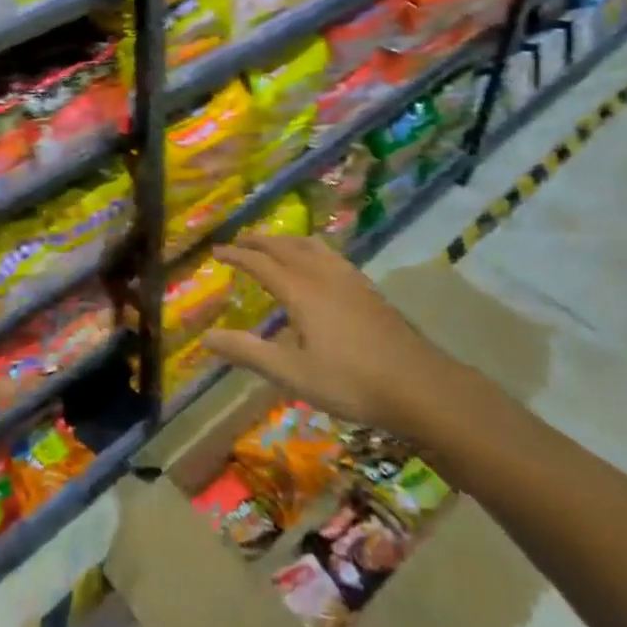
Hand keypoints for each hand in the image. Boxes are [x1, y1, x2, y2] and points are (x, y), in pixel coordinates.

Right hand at [203, 234, 461, 440]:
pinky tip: (319, 266)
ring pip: (312, 246)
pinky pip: (331, 255)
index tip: (216, 252)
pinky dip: (311, 250)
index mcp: (301, 291)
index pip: (260, 263)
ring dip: (287, 241)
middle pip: (286, 247)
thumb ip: (248, 352)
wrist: (419, 385)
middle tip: (239, 242)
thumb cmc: (350, 381)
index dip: (236, 255)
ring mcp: (350, 279)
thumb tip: (207, 337)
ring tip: (275, 245)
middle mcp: (323, 275)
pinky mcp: (368, 289)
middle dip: (259, 242)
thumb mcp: (292, 373)